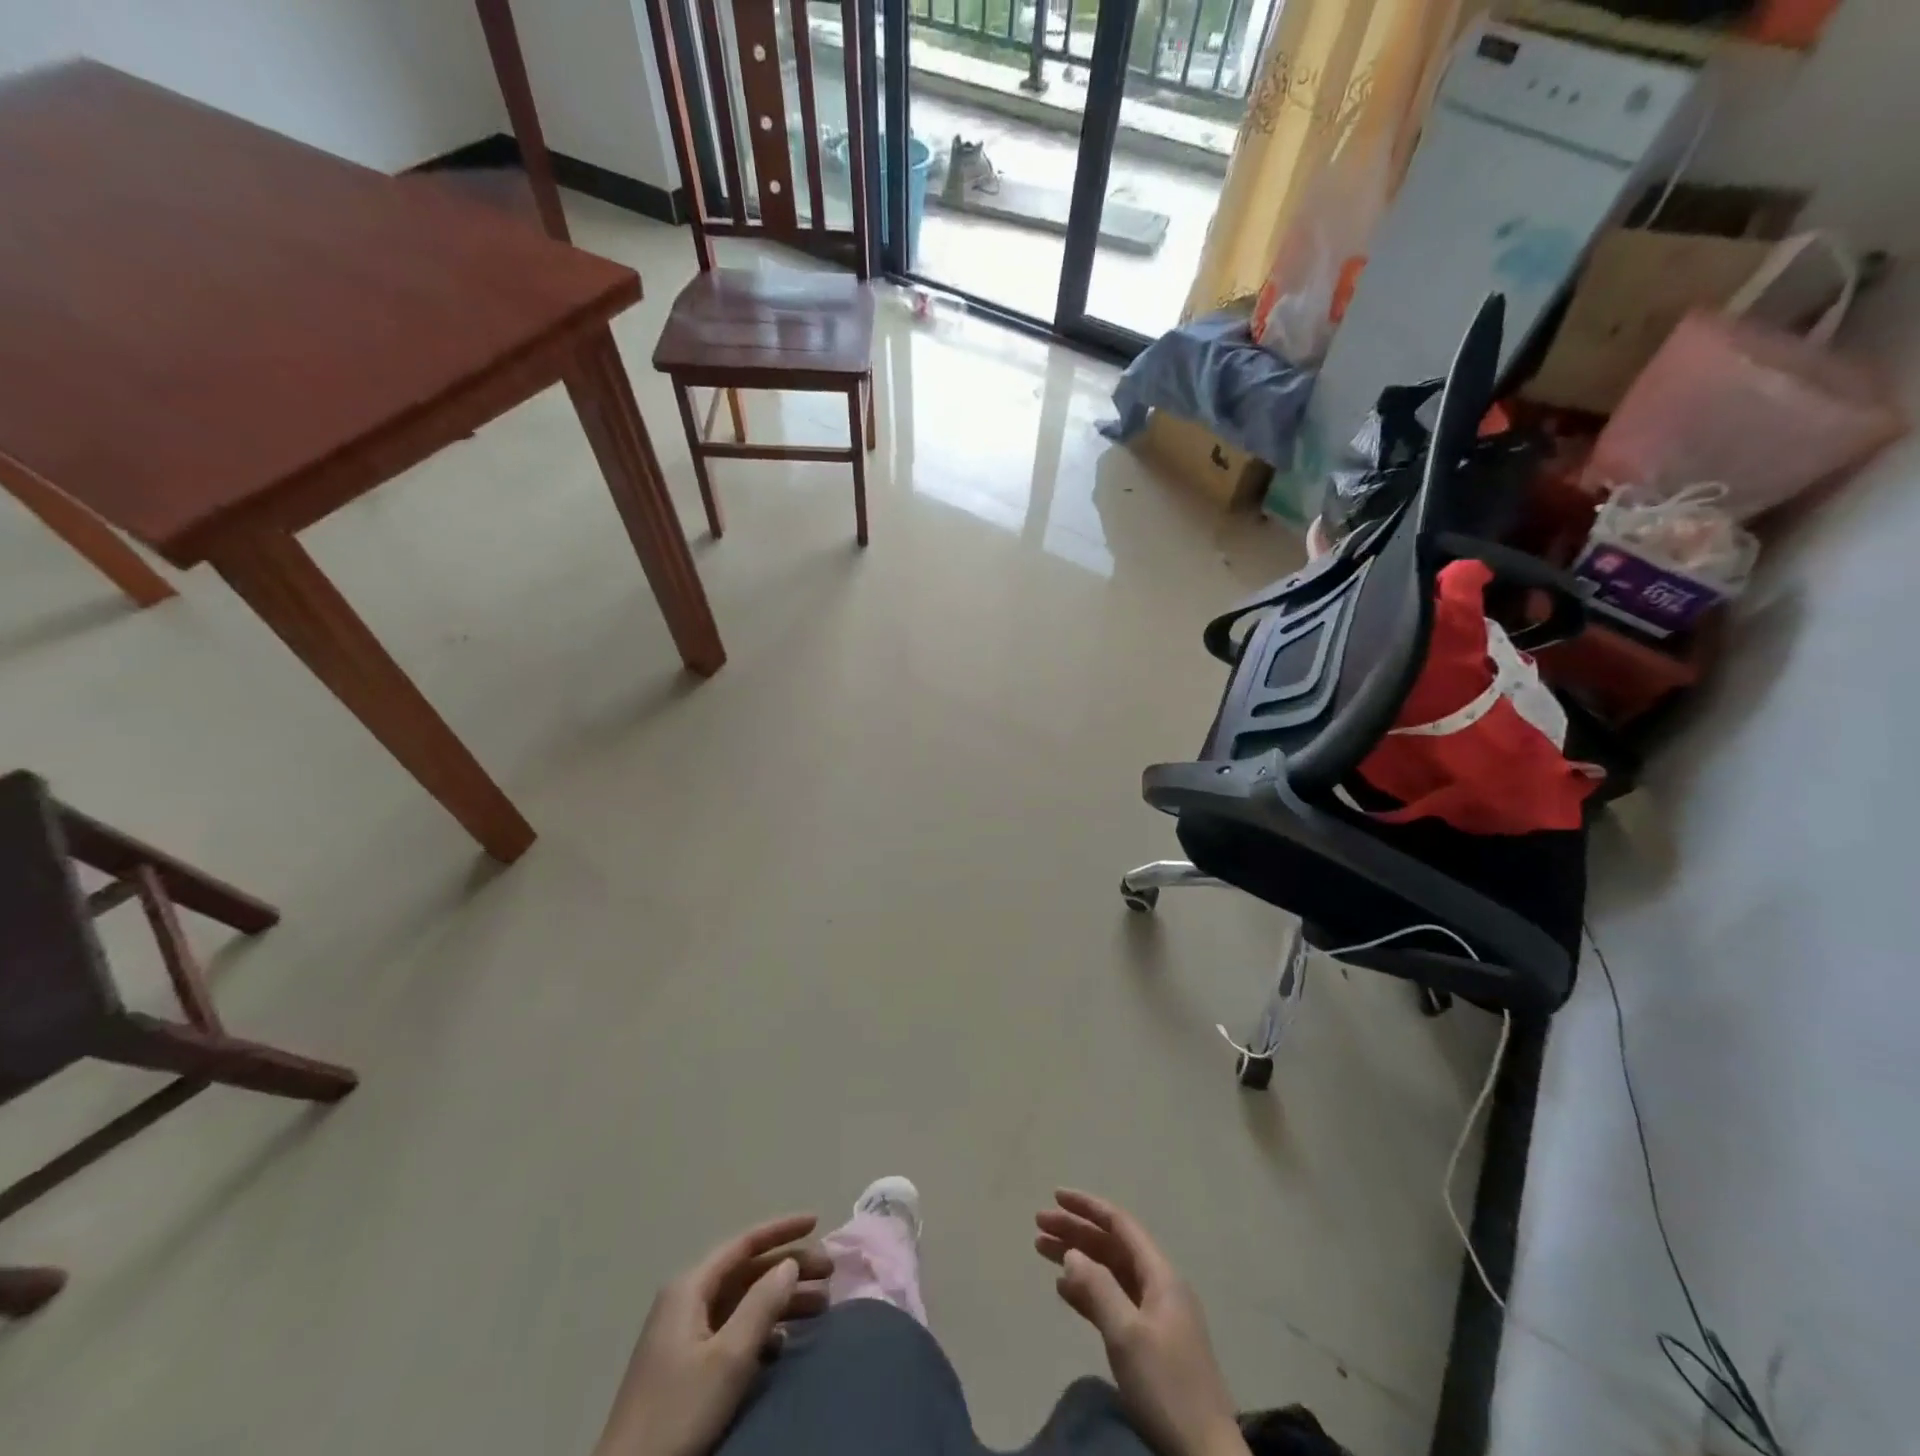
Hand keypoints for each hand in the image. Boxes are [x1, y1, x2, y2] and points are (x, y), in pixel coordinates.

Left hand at [594, 1214, 832, 1455]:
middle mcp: (686, 1301)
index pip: (744, 1244)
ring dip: (781, 1301)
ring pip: (743, 1303)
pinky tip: (785, 1344)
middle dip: (789, 1268)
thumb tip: (789, 1263)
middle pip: (747, 1272)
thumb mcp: (728, 1357)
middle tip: (829, 1274)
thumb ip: (762, 1304)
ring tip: (820, 1307)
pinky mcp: (687, 1367)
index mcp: (690, 1288)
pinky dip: (763, 1330)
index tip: (817, 1221)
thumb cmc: (679, 1410)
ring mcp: (684, 1335)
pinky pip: (734, 1331)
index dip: (782, 1230)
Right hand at [1036, 1190, 1247, 1455]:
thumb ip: (1097, 1288)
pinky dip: (1088, 1292)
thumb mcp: (1127, 1335)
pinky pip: (1113, 1302)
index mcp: (1161, 1275)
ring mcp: (1156, 1316)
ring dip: (1078, 1259)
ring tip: (1042, 1250)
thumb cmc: (1166, 1385)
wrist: (1205, 1455)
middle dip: (1076, 1231)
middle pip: (1112, 1247)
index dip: (1088, 1207)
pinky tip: (1064, 1290)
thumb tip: (1071, 1252)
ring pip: (1110, 1273)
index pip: (1120, 1225)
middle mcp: (1159, 1286)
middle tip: (1038, 1224)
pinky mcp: (1150, 1344)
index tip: (1056, 1195)